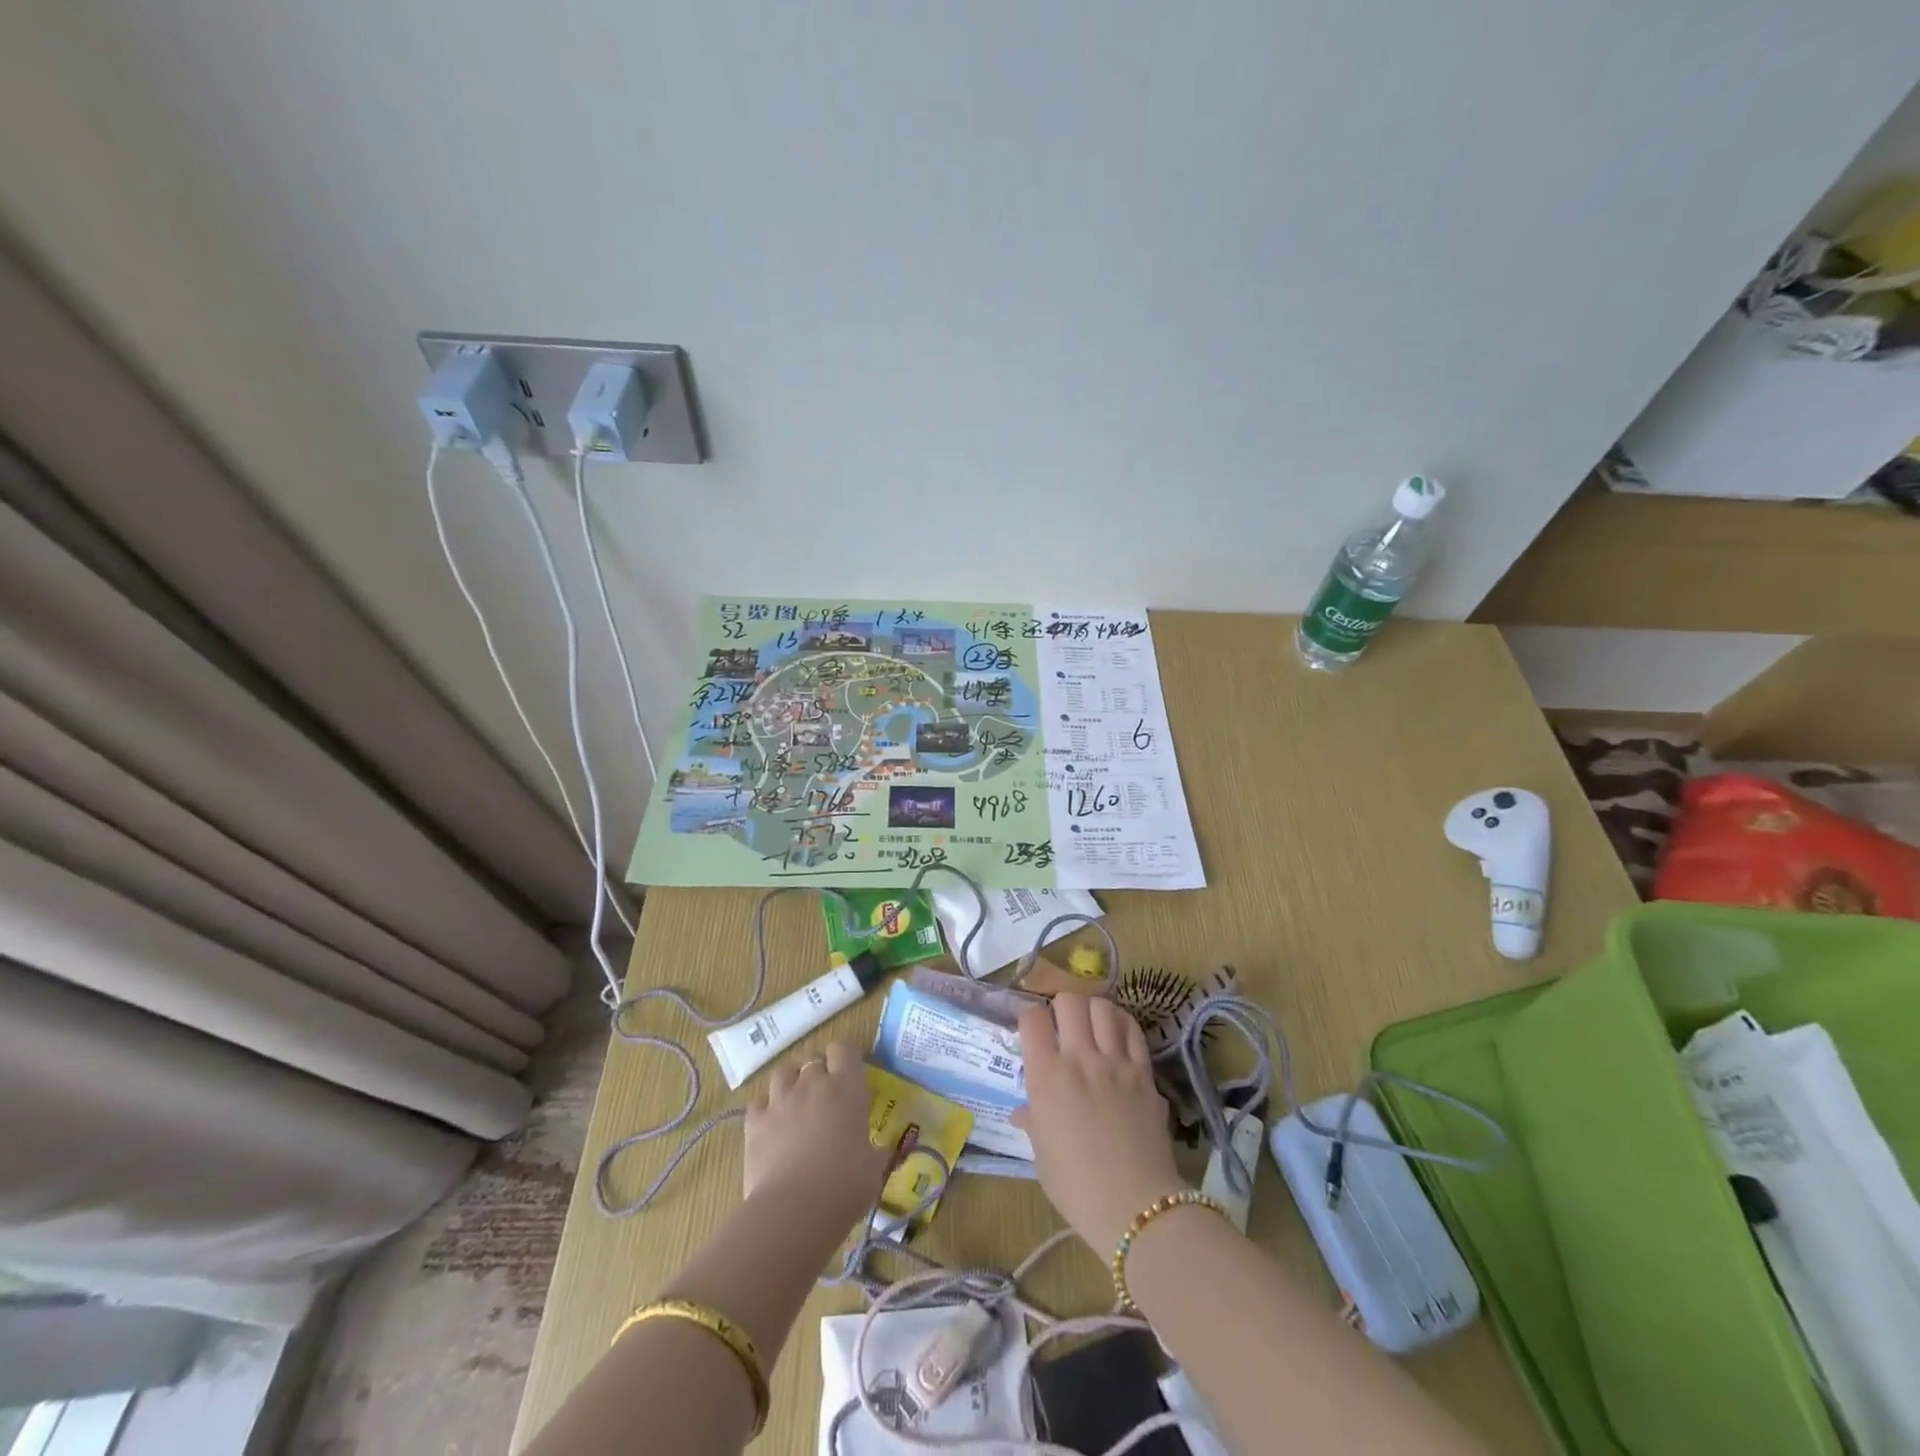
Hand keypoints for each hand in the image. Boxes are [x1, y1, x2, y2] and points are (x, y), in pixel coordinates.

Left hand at [743, 1042, 892, 1231]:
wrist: (795, 1211)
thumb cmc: (845, 1186)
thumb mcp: (873, 1169)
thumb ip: (877, 1152)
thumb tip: (885, 1151)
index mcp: (847, 1088)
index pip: (843, 1050)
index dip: (844, 1059)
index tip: (849, 1077)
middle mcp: (813, 1084)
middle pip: (813, 1059)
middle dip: (818, 1073)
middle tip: (824, 1097)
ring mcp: (781, 1100)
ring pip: (783, 1072)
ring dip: (790, 1083)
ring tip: (795, 1103)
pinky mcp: (755, 1122)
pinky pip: (758, 1102)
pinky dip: (764, 1109)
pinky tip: (770, 1125)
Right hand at [1013, 995, 1185, 1252]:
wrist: (1135, 1207)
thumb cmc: (1076, 1187)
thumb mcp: (1042, 1155)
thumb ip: (1033, 1122)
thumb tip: (1023, 1112)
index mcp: (1045, 1076)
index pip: (1032, 1018)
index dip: (1030, 1017)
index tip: (1032, 1030)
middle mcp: (1079, 1058)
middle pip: (1068, 1000)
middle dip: (1061, 1006)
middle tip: (1062, 1024)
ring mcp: (1114, 1062)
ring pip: (1102, 1006)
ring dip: (1092, 1009)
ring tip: (1091, 1025)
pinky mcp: (1144, 1072)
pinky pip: (1132, 1030)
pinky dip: (1122, 1023)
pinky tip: (1117, 1033)